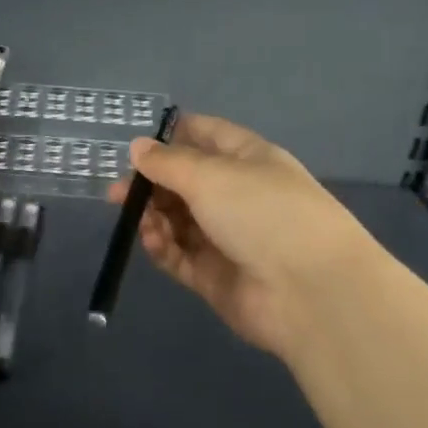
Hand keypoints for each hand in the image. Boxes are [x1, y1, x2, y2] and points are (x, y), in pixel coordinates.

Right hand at [111, 113, 373, 360]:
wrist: (310, 292)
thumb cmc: (264, 214)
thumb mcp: (211, 176)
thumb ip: (168, 162)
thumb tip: (138, 147)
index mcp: (248, 160)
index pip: (207, 136)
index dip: (173, 136)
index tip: (137, 145)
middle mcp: (238, 196)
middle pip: (185, 182)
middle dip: (151, 184)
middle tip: (118, 194)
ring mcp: (227, 238)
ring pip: (178, 220)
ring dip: (155, 217)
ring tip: (138, 220)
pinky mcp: (215, 276)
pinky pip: (180, 255)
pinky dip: (163, 247)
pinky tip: (152, 241)